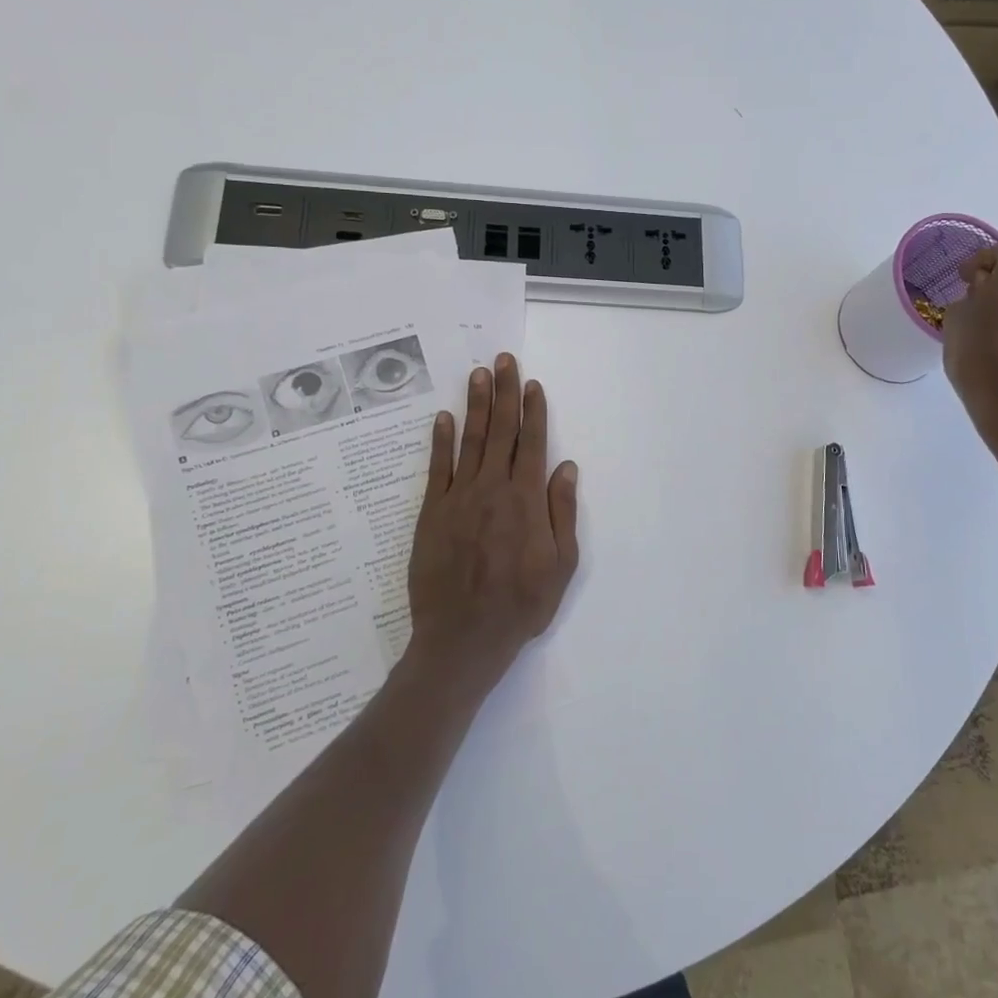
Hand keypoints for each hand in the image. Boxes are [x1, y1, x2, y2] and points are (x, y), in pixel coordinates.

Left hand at [406, 354, 579, 683]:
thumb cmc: (520, 605)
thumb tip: (565, 467)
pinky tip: (442, 418)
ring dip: (476, 405)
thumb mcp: (561, 566)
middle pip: (501, 431)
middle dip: (504, 392)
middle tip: (503, 360)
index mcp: (526, 500)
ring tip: (478, 374)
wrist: (463, 637)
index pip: (532, 444)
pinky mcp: (431, 512)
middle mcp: (492, 489)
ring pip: (470, 441)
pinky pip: (437, 468)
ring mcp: (459, 498)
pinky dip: (440, 441)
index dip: (533, 411)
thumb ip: (562, 512)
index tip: (532, 384)